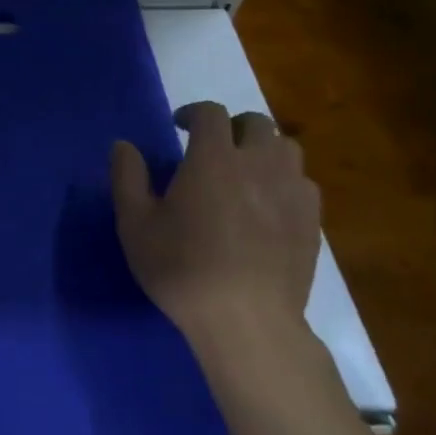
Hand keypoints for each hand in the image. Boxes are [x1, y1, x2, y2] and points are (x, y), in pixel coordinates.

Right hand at [111, 102, 320, 355]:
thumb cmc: (182, 268)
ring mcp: (291, 192)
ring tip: (245, 172)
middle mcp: (258, 164)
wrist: (246, 321)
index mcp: (214, 158)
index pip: (211, 113)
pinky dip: (284, 182)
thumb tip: (123, 145)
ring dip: (264, 150)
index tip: (179, 127)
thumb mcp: (135, 224)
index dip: (194, 113)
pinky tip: (269, 205)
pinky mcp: (311, 222)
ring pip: (286, 149)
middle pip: (256, 123)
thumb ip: (127, 177)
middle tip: (214, 148)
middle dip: (233, 126)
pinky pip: (302, 184)